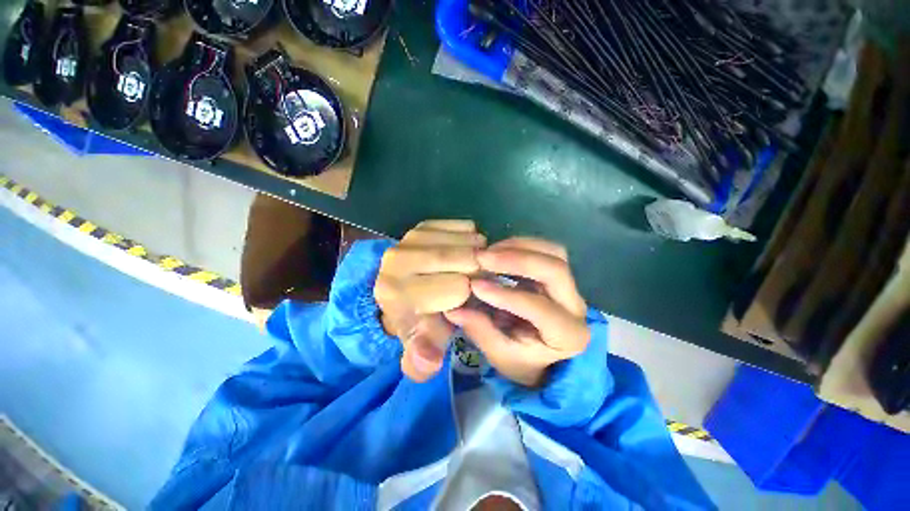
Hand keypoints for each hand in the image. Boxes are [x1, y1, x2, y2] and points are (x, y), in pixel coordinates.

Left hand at [375, 220, 485, 381]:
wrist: (401, 288)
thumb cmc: (419, 317)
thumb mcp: (422, 343)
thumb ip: (423, 357)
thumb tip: (428, 362)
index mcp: (399, 294)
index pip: (459, 287)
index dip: (471, 293)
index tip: (470, 297)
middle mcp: (398, 261)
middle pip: (464, 259)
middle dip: (479, 271)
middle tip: (478, 279)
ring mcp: (410, 238)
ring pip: (467, 240)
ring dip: (479, 254)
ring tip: (472, 267)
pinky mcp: (421, 225)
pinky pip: (464, 226)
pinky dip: (473, 239)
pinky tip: (465, 251)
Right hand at [445, 238, 588, 386]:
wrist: (543, 357)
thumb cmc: (523, 361)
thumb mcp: (500, 355)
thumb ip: (480, 330)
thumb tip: (453, 309)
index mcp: (568, 336)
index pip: (540, 308)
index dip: (506, 295)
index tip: (475, 285)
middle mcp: (577, 307)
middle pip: (555, 270)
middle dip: (517, 260)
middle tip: (483, 258)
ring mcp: (570, 287)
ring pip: (554, 253)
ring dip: (519, 247)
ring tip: (489, 252)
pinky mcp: (558, 275)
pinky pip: (545, 250)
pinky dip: (520, 246)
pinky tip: (498, 251)